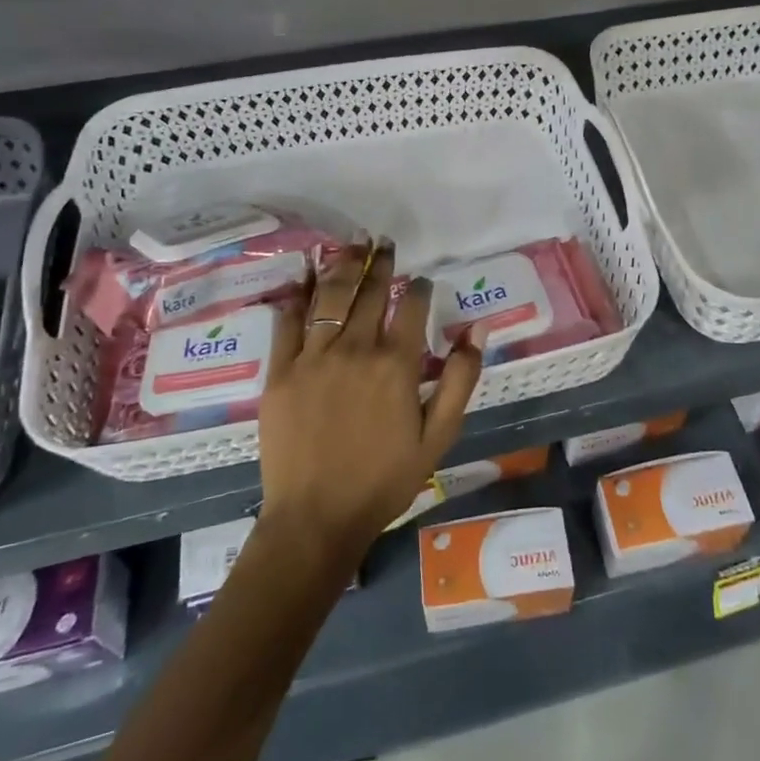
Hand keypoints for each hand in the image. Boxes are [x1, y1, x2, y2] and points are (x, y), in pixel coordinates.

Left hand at [256, 241, 483, 565]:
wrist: (316, 518)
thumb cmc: (384, 480)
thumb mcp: (438, 436)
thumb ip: (461, 378)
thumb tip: (478, 328)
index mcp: (396, 364)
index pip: (412, 307)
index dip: (419, 288)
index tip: (422, 280)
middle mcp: (356, 349)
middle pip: (370, 293)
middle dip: (381, 264)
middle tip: (384, 242)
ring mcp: (314, 357)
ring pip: (331, 297)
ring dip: (344, 265)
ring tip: (353, 243)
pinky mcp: (281, 370)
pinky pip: (289, 321)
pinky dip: (298, 294)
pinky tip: (304, 274)